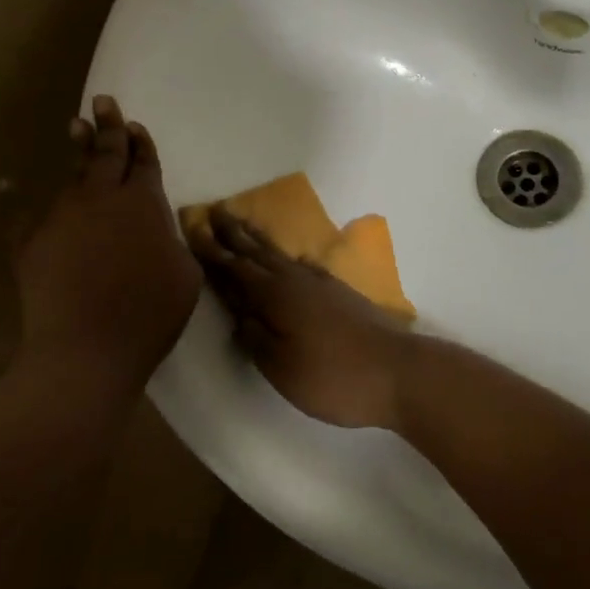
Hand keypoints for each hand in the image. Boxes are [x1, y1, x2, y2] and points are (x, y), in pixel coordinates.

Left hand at [13, 96, 201, 395]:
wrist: (87, 349)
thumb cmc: (149, 314)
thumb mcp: (185, 275)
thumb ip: (173, 241)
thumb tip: (160, 228)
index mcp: (144, 204)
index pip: (144, 162)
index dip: (142, 143)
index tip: (135, 125)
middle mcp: (103, 199)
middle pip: (107, 153)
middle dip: (109, 126)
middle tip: (103, 101)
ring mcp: (62, 217)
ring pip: (74, 176)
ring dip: (78, 151)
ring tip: (76, 128)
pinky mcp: (30, 242)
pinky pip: (21, 213)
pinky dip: (13, 197)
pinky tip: (5, 183)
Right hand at [189, 209, 417, 429]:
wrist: (396, 371)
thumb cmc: (332, 376)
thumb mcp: (282, 367)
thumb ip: (255, 338)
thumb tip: (239, 314)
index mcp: (275, 296)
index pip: (235, 268)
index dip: (212, 251)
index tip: (193, 229)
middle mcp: (295, 280)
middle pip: (258, 252)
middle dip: (234, 234)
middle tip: (214, 212)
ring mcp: (320, 283)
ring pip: (280, 255)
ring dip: (259, 240)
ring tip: (244, 225)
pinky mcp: (339, 292)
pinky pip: (302, 265)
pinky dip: (287, 257)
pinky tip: (292, 259)